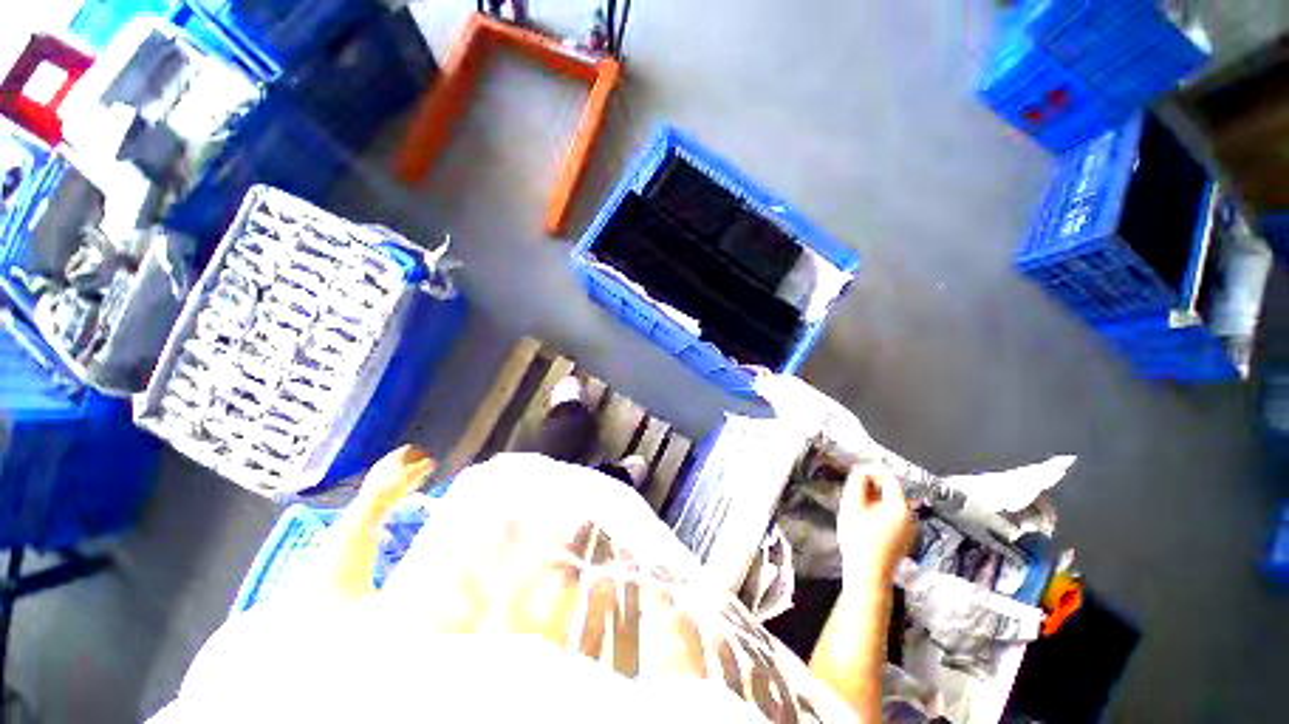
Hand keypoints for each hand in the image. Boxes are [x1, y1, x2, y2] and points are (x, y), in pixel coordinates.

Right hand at [837, 466, 916, 582]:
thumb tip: (860, 470)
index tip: (854, 474)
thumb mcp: (853, 507)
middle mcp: (911, 515)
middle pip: (892, 491)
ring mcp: (911, 528)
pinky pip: (894, 515)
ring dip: (875, 498)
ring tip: (857, 504)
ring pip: (892, 503)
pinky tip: (866, 518)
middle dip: (872, 486)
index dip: (871, 472)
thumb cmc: (858, 540)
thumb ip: (857, 485)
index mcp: (899, 507)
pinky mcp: (907, 538)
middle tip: (853, 490)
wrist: (868, 575)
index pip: (889, 478)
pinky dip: (881, 511)